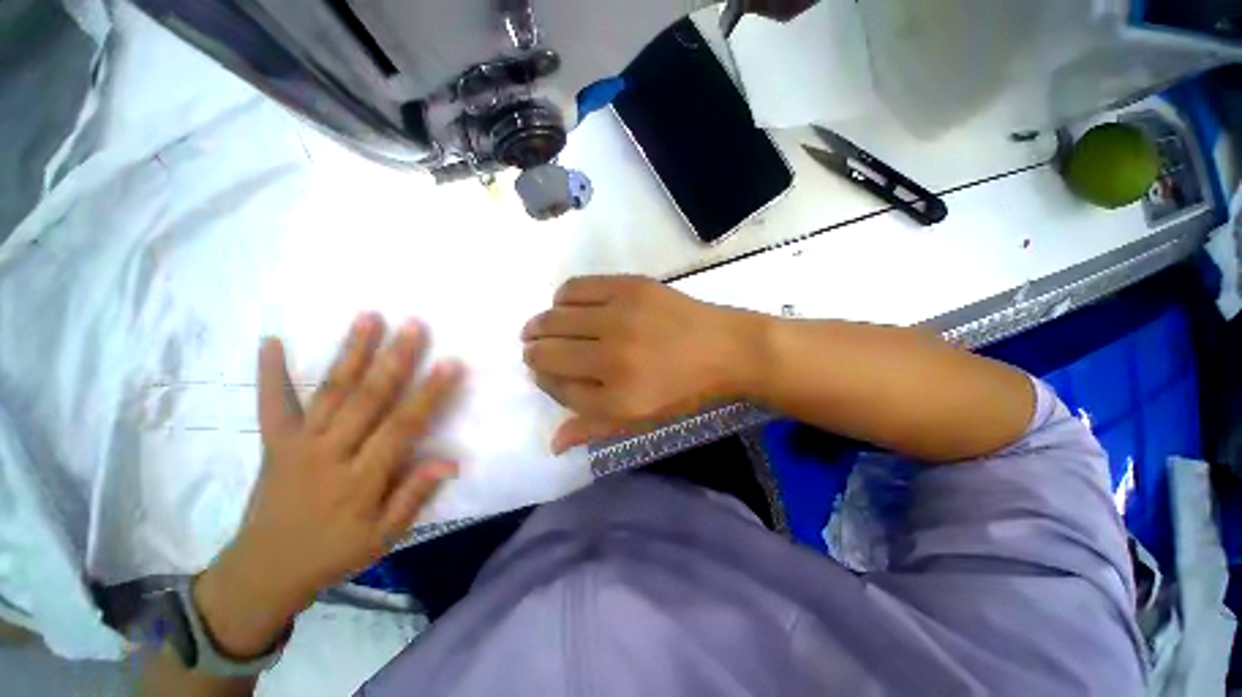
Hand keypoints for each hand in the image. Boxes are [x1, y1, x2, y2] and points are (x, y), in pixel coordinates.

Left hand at [194, 315, 462, 657]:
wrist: (264, 570)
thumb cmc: (333, 553)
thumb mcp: (383, 537)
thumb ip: (414, 496)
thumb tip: (451, 461)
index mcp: (361, 479)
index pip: (403, 427)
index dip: (428, 394)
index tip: (450, 364)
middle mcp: (330, 453)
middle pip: (368, 399)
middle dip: (395, 359)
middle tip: (414, 326)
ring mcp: (298, 444)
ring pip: (331, 391)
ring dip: (351, 352)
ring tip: (369, 318)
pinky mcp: (274, 442)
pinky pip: (272, 404)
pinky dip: (270, 373)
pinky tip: (270, 341)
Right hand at [522, 276, 762, 452]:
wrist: (727, 349)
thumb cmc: (686, 390)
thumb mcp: (643, 420)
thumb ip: (595, 428)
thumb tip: (552, 442)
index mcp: (618, 398)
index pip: (558, 389)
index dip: (545, 379)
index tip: (544, 371)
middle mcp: (613, 357)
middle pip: (549, 352)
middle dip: (534, 352)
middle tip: (535, 348)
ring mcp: (620, 317)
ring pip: (556, 318)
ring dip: (542, 325)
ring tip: (545, 326)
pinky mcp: (629, 286)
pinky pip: (576, 287)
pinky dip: (563, 297)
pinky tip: (566, 304)